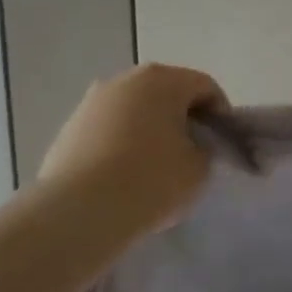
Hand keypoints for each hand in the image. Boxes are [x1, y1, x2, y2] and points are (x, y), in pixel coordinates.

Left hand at [38, 64, 226, 232]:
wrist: (79, 212)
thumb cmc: (151, 179)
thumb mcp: (200, 167)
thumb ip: (205, 148)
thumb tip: (192, 146)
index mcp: (163, 79)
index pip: (205, 87)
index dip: (221, 114)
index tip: (223, 143)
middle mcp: (124, 80)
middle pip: (167, 93)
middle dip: (183, 118)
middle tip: (193, 152)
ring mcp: (91, 103)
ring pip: (135, 111)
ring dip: (151, 130)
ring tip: (157, 167)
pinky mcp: (68, 129)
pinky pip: (109, 130)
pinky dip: (123, 144)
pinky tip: (126, 176)